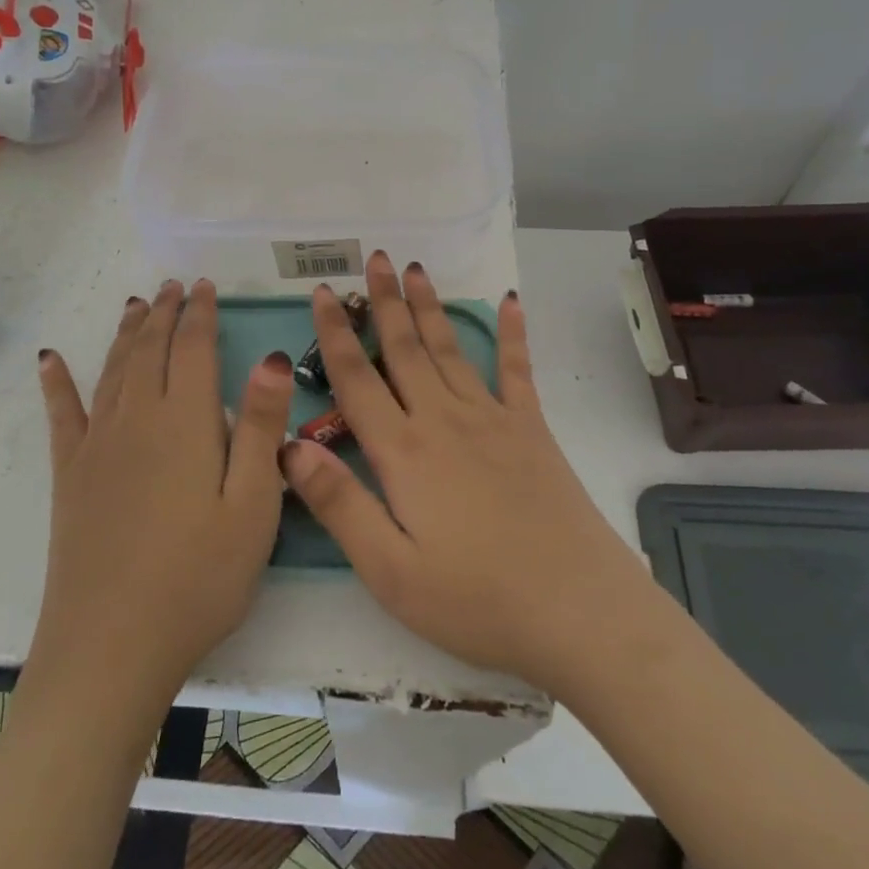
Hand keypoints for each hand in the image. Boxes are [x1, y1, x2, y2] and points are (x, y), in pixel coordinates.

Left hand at [32, 279, 293, 698]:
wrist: (111, 646)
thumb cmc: (199, 578)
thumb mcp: (253, 506)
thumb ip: (260, 427)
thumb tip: (269, 356)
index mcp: (184, 421)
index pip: (192, 348)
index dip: (200, 313)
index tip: (205, 286)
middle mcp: (136, 418)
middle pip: (149, 349)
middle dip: (164, 313)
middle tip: (173, 286)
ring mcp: (97, 445)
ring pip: (113, 370)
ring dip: (126, 333)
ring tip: (136, 305)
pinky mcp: (70, 475)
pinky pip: (62, 414)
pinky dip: (57, 382)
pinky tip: (51, 358)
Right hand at [280, 252, 651, 693]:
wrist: (578, 610)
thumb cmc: (476, 600)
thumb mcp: (389, 571)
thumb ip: (338, 504)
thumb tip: (290, 444)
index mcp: (403, 452)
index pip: (357, 380)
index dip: (335, 334)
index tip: (324, 292)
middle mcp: (443, 420)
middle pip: (404, 349)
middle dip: (384, 301)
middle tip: (373, 257)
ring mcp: (492, 419)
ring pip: (449, 348)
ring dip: (429, 306)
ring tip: (415, 267)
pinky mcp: (531, 430)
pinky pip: (517, 370)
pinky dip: (512, 333)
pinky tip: (509, 301)